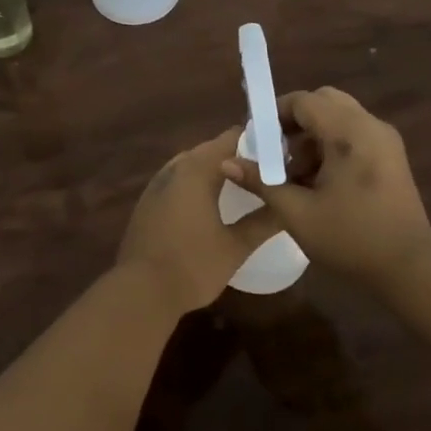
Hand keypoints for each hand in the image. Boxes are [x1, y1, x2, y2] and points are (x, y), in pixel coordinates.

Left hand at [119, 129, 281, 313]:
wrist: (140, 291)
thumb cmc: (192, 265)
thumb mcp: (236, 246)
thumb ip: (264, 221)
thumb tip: (289, 205)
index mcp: (197, 170)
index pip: (231, 139)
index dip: (256, 141)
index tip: (280, 152)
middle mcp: (174, 168)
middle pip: (210, 150)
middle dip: (237, 156)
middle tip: (265, 170)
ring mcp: (157, 184)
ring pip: (192, 164)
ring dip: (215, 169)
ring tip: (242, 184)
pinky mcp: (148, 202)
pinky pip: (178, 180)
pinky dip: (197, 183)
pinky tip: (210, 202)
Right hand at [221, 87, 430, 283]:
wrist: (409, 269)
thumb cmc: (350, 238)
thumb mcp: (296, 212)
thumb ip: (261, 181)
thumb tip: (226, 163)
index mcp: (349, 132)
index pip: (304, 100)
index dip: (274, 114)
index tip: (257, 140)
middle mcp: (370, 126)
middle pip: (324, 102)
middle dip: (295, 122)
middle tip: (277, 153)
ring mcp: (385, 140)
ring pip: (340, 118)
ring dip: (313, 136)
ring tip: (296, 176)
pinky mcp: (392, 157)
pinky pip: (355, 134)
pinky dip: (332, 146)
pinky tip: (320, 183)